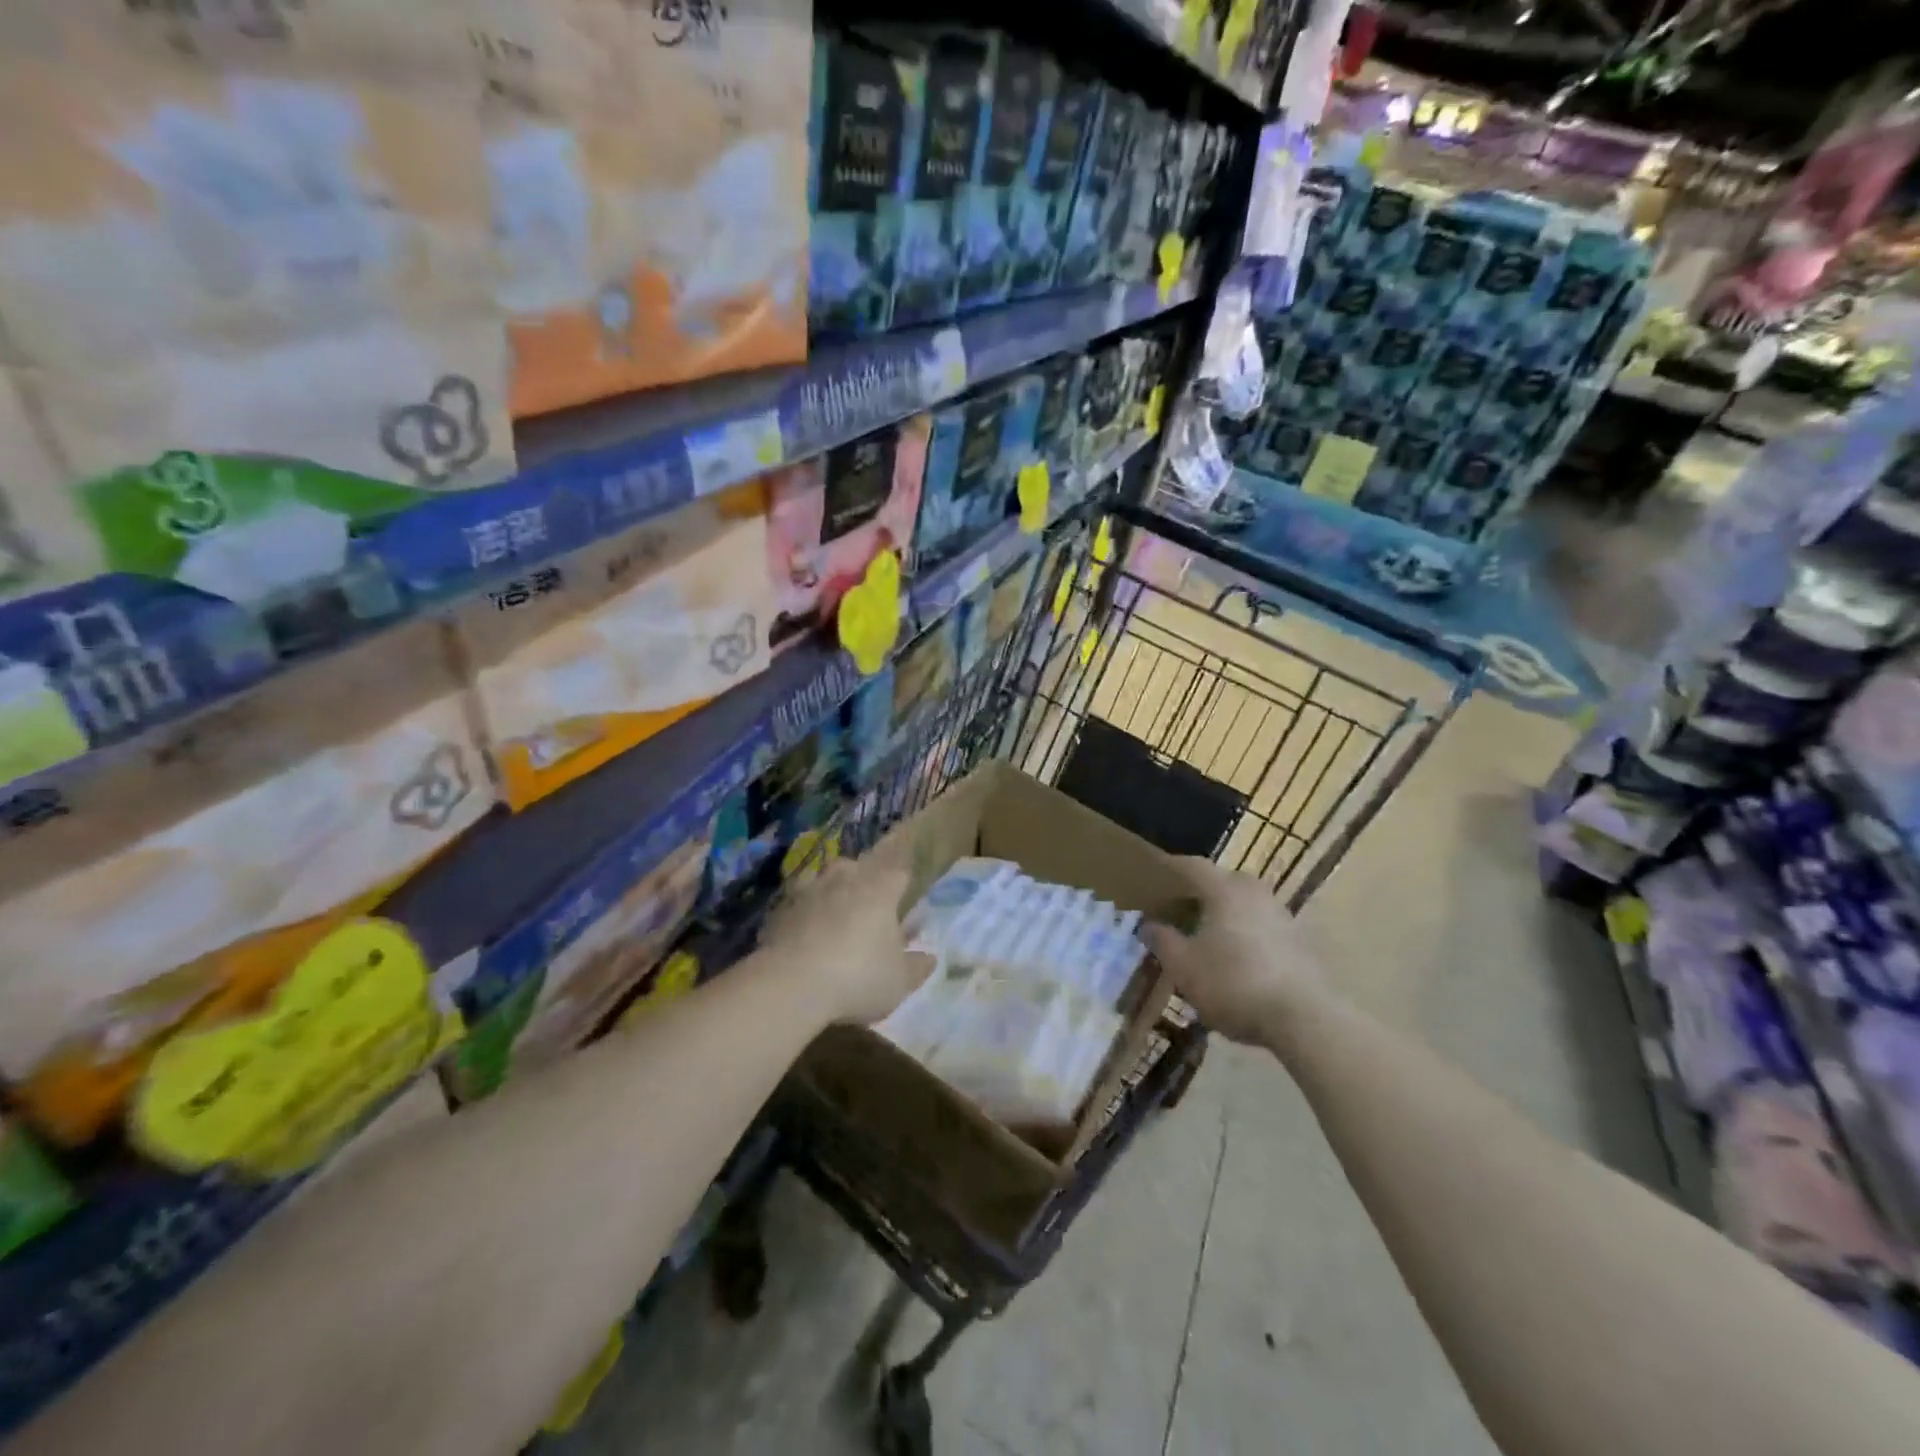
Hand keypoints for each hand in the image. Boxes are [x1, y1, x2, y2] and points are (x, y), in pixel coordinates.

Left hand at [761, 855, 933, 1025]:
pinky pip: (800, 903)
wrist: (790, 984)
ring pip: (827, 880)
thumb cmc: (858, 976)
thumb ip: (916, 968)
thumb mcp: (898, 981)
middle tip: (870, 907)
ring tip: (835, 917)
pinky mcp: (781, 907)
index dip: (904, 883)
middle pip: (861, 868)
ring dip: (833, 893)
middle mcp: (846, 878)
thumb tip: (929, 958)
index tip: (906, 898)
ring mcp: (810, 889)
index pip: (899, 872)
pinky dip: (805, 913)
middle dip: (867, 882)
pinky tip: (805, 935)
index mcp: (881, 888)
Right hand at [1142, 857, 1325, 1044]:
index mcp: (1224, 889)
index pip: (1192, 866)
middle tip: (1178, 907)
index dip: (1169, 868)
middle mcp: (1255, 893)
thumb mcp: (1183, 967)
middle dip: (1198, 892)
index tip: (1153, 874)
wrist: (1304, 1019)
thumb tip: (1148, 924)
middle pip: (1222, 882)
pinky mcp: (1300, 942)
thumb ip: (1162, 941)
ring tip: (1205, 935)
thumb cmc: (1233, 983)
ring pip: (1244, 904)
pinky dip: (1244, 933)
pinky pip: (1262, 926)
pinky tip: (1235, 958)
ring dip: (1224, 914)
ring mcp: (1282, 916)